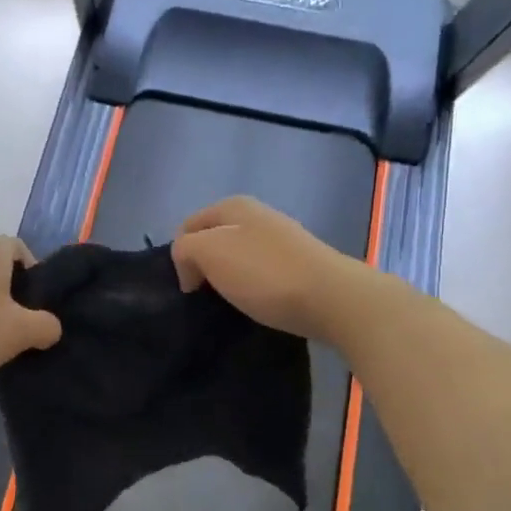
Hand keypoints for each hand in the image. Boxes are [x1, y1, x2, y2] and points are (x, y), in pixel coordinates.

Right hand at [170, 196, 369, 341]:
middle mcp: (257, 216)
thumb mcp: (209, 252)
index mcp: (233, 205)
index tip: (189, 288)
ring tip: (230, 305)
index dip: (179, 257)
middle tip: (205, 298)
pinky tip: (256, 305)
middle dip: (204, 267)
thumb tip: (191, 268)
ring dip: (228, 281)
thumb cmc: (264, 273)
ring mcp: (281, 241)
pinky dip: (252, 290)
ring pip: (237, 259)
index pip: (187, 226)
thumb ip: (185, 249)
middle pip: (213, 241)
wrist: (331, 299)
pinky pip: (260, 275)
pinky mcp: (297, 266)